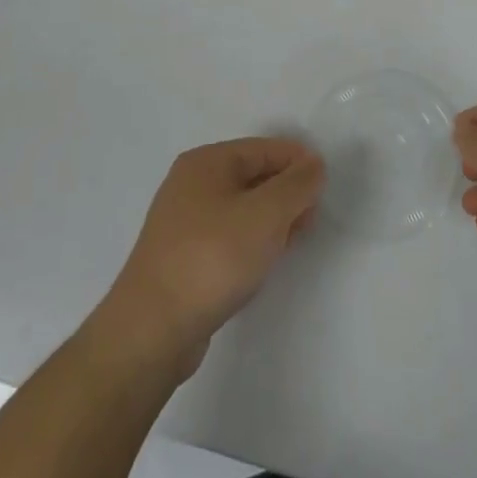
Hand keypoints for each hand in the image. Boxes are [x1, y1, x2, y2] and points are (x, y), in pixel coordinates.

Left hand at [97, 138, 324, 380]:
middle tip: (312, 218)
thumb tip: (313, 164)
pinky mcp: (181, 256)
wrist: (151, 329)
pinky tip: (264, 261)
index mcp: (206, 162)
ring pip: (241, 207)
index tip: (325, 185)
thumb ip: (296, 186)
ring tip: (294, 240)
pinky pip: (227, 234)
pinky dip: (251, 240)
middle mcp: (190, 183)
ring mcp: (182, 221)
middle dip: (286, 192)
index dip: (297, 162)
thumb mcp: (265, 216)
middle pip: (252, 175)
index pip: (264, 148)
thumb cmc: (212, 259)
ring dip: (271, 219)